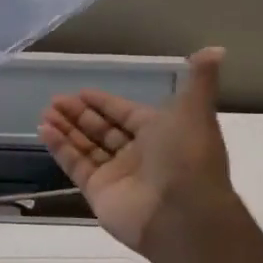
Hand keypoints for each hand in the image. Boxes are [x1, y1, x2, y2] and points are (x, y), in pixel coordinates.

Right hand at [37, 47, 234, 254]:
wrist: (184, 213)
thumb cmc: (187, 156)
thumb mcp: (194, 111)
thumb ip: (200, 80)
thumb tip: (217, 49)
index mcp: (161, 133)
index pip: (126, 113)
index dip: (104, 102)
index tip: (81, 92)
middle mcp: (139, 154)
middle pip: (103, 129)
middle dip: (79, 114)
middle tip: (54, 100)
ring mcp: (117, 175)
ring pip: (86, 146)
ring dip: (66, 129)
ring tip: (45, 113)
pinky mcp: (98, 192)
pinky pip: (76, 165)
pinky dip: (60, 148)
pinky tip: (45, 130)